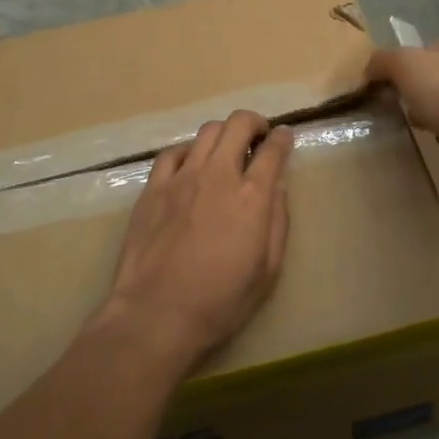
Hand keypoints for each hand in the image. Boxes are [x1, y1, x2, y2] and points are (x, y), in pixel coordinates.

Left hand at [101, 111, 292, 367]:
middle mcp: (218, 175)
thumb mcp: (268, 271)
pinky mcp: (153, 187)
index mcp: (252, 197)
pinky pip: (172, 152)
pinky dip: (188, 151)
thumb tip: (277, 189)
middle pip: (239, 124)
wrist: (157, 314)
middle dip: (254, 123)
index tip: (285, 136)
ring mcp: (182, 177)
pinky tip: (190, 165)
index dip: (283, 137)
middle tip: (258, 137)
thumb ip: (278, 222)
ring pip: (207, 131)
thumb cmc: (221, 302)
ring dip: (223, 134)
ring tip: (226, 150)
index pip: (273, 149)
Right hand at [367, 37, 438, 189]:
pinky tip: (426, 139)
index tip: (387, 80)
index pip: (431, 48)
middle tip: (394, 103)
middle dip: (416, 90)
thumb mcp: (404, 63)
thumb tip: (368, 70)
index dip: (408, 61)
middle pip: (437, 77)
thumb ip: (383, 61)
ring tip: (406, 123)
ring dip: (427, 114)